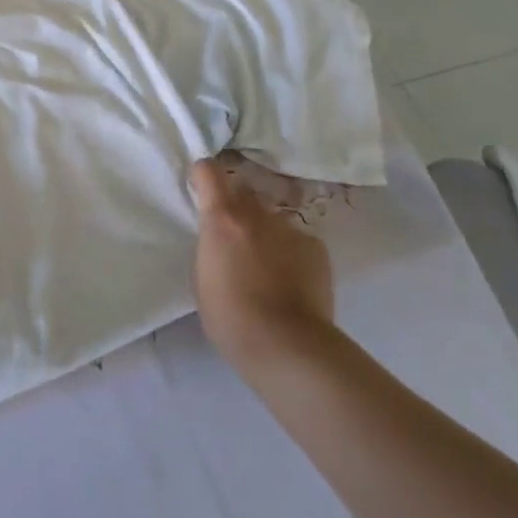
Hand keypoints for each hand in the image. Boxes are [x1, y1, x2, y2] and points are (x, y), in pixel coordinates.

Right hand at [191, 159, 336, 373]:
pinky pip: (296, 240)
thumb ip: (210, 246)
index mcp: (222, 218)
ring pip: (272, 219)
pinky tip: (292, 282)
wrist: (287, 345)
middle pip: (243, 191)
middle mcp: (256, 213)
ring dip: (265, 232)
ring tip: (267, 268)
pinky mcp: (316, 247)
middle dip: (236, 206)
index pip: (209, 171)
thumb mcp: (202, 277)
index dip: (204, 177)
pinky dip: (291, 253)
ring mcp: (289, 228)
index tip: (201, 189)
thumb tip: (220, 239)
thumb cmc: (230, 317)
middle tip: (235, 237)